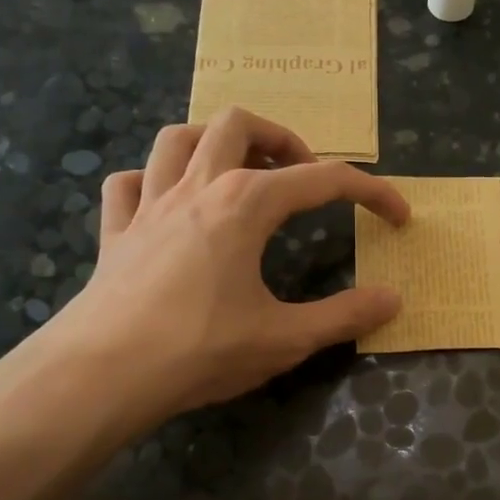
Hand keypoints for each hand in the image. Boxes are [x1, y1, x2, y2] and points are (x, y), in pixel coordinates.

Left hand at [35, 108, 408, 421]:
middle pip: (239, 125)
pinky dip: (152, 181)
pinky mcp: (115, 232)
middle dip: (281, 140)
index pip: (323, 179)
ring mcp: (148, 205)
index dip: (370, 191)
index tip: (397, 215)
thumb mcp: (286, 338)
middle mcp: (197, 188)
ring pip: (178, 138)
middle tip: (302, 177)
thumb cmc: (200, 350)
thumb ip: (344, 316)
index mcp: (245, 204)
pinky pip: (129, 183)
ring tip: (239, 172)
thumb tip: (392, 298)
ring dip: (214, 142)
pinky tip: (167, 205)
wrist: (102, 375)